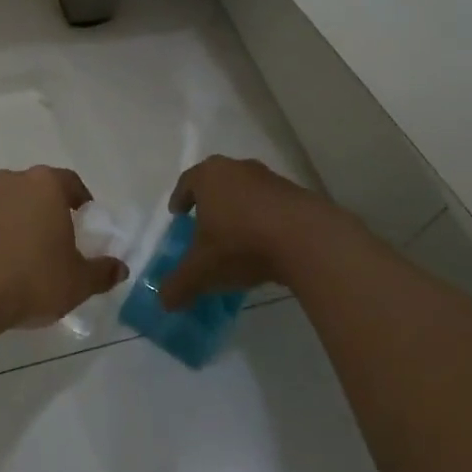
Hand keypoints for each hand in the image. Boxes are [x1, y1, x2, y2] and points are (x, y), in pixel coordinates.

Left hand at [0, 167, 126, 332]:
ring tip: (29, 255)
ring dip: (22, 223)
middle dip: (50, 211)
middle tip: (60, 240)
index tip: (86, 223)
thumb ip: (103, 272)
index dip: (82, 202)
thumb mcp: (78, 282)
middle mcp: (12, 181)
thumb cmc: (31, 280)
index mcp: (45, 185)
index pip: (71, 182)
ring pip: (11, 205)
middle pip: (39, 191)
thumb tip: (120, 268)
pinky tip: (3, 265)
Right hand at [158, 156, 335, 309]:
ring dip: (240, 211)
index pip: (187, 182)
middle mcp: (238, 169)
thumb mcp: (202, 271)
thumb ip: (179, 284)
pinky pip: (272, 206)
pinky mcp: (297, 194)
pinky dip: (265, 221)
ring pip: (247, 193)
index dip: (180, 199)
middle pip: (218, 183)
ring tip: (237, 238)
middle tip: (205, 225)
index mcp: (209, 176)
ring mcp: (270, 179)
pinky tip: (266, 245)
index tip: (178, 214)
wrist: (307, 239)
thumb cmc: (241, 244)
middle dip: (210, 203)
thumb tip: (164, 301)